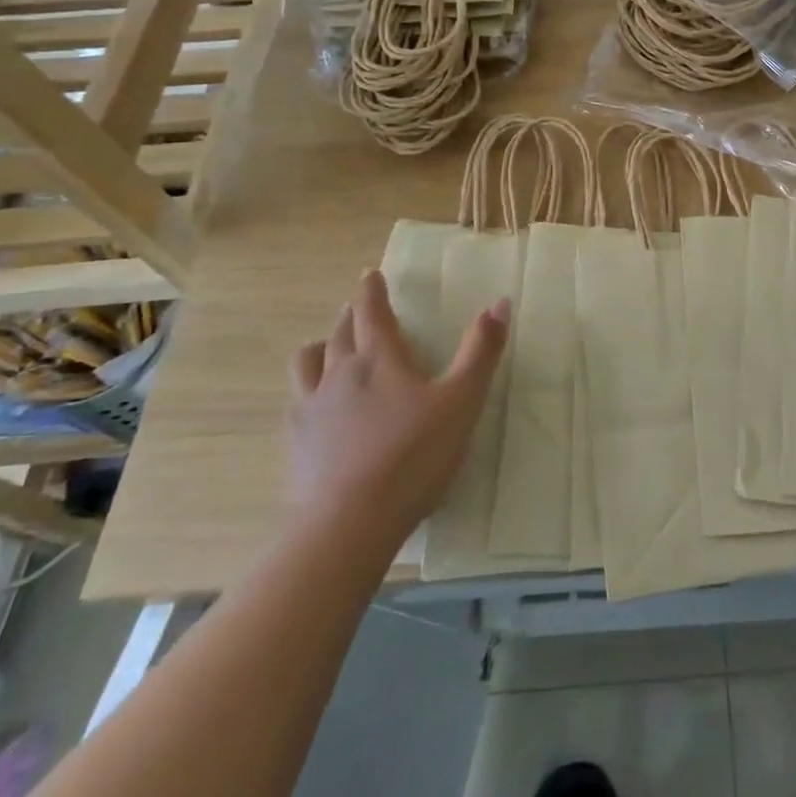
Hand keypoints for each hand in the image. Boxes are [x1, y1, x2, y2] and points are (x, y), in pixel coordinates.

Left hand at [287, 270, 508, 542]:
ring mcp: (311, 408)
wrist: (349, 522)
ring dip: (321, 347)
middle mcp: (339, 373)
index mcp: (379, 359)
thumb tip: (499, 302)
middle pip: (340, 332)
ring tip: (328, 349)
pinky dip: (307, 389)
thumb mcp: (462, 401)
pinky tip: (315, 406)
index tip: (369, 274)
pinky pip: (296, 401)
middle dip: (351, 315)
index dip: (372, 290)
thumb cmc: (414, 456)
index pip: (372, 312)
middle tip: (359, 308)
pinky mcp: (296, 443)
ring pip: (308, 362)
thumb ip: (481, 351)